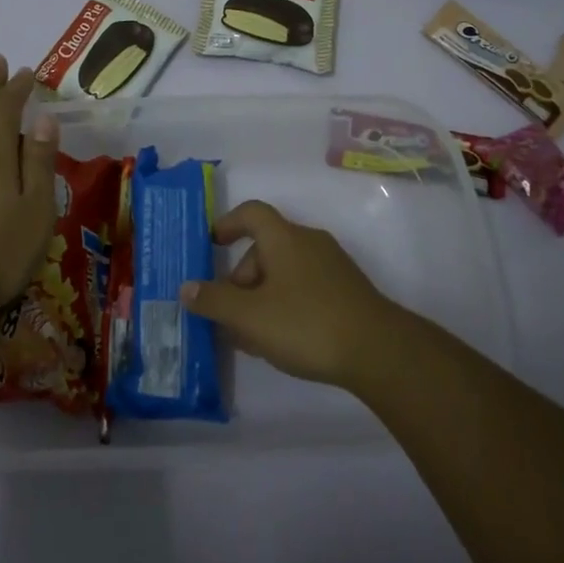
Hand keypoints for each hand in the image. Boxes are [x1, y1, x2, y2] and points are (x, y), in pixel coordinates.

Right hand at [179, 200, 397, 389]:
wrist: (377, 350)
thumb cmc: (306, 323)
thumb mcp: (250, 317)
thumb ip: (214, 301)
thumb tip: (186, 288)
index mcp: (284, 237)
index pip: (251, 212)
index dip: (228, 223)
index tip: (211, 244)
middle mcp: (308, 241)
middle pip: (265, 247)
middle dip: (241, 278)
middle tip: (229, 314)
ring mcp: (332, 265)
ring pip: (285, 270)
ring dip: (262, 295)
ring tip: (253, 336)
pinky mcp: (347, 290)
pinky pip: (305, 286)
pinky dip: (286, 303)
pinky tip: (283, 340)